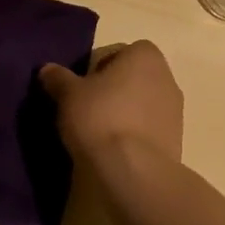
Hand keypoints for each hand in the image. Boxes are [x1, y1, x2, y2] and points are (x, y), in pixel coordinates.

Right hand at [40, 40, 183, 165]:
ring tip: (99, 133)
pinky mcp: (177, 141)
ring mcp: (176, 111)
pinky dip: (134, 135)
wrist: (134, 171)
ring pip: (142, 104)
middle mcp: (166, 76)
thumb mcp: (68, 94)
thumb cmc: (101, 118)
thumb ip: (58, 78)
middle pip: (132, 78)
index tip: (81, 87)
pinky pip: (149, 130)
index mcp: (144, 55)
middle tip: (87, 108)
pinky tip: (115, 151)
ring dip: (125, 113)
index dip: (96, 68)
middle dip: (112, 90)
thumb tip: (47, 70)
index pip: (117, 53)